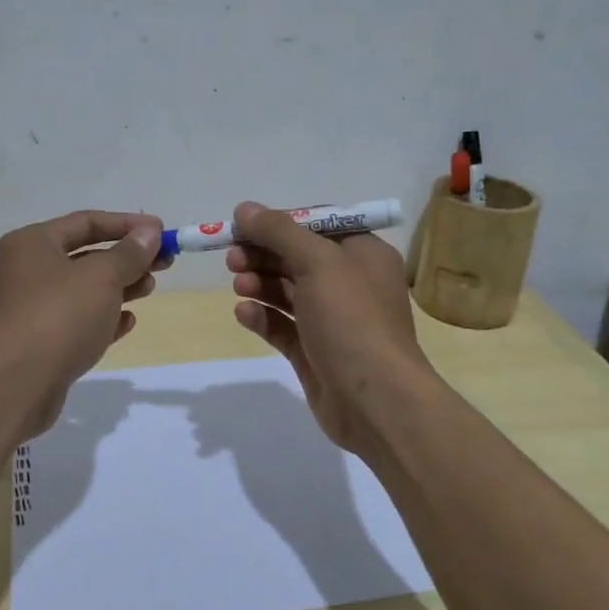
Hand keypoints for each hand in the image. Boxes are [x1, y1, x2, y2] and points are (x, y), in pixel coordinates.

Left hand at [0, 210, 164, 432]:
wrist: (16, 384)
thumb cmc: (59, 315)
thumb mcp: (102, 277)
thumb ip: (129, 253)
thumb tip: (149, 232)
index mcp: (32, 243)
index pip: (86, 222)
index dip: (127, 224)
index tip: (162, 232)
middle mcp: (27, 271)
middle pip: (86, 255)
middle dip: (126, 258)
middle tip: (163, 263)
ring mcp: (31, 309)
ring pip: (84, 290)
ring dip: (120, 287)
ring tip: (149, 289)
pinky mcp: (40, 343)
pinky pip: (77, 321)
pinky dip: (103, 318)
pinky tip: (128, 322)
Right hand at [226, 202, 434, 455]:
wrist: (376, 401)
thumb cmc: (353, 320)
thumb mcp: (318, 262)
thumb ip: (279, 232)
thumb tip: (244, 208)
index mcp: (362, 254)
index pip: (316, 226)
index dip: (279, 223)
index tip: (243, 226)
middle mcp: (349, 283)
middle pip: (297, 258)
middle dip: (263, 254)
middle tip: (232, 258)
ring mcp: (331, 321)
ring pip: (287, 292)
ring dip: (260, 283)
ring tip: (238, 285)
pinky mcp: (313, 352)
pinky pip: (282, 326)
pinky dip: (262, 316)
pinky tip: (243, 313)